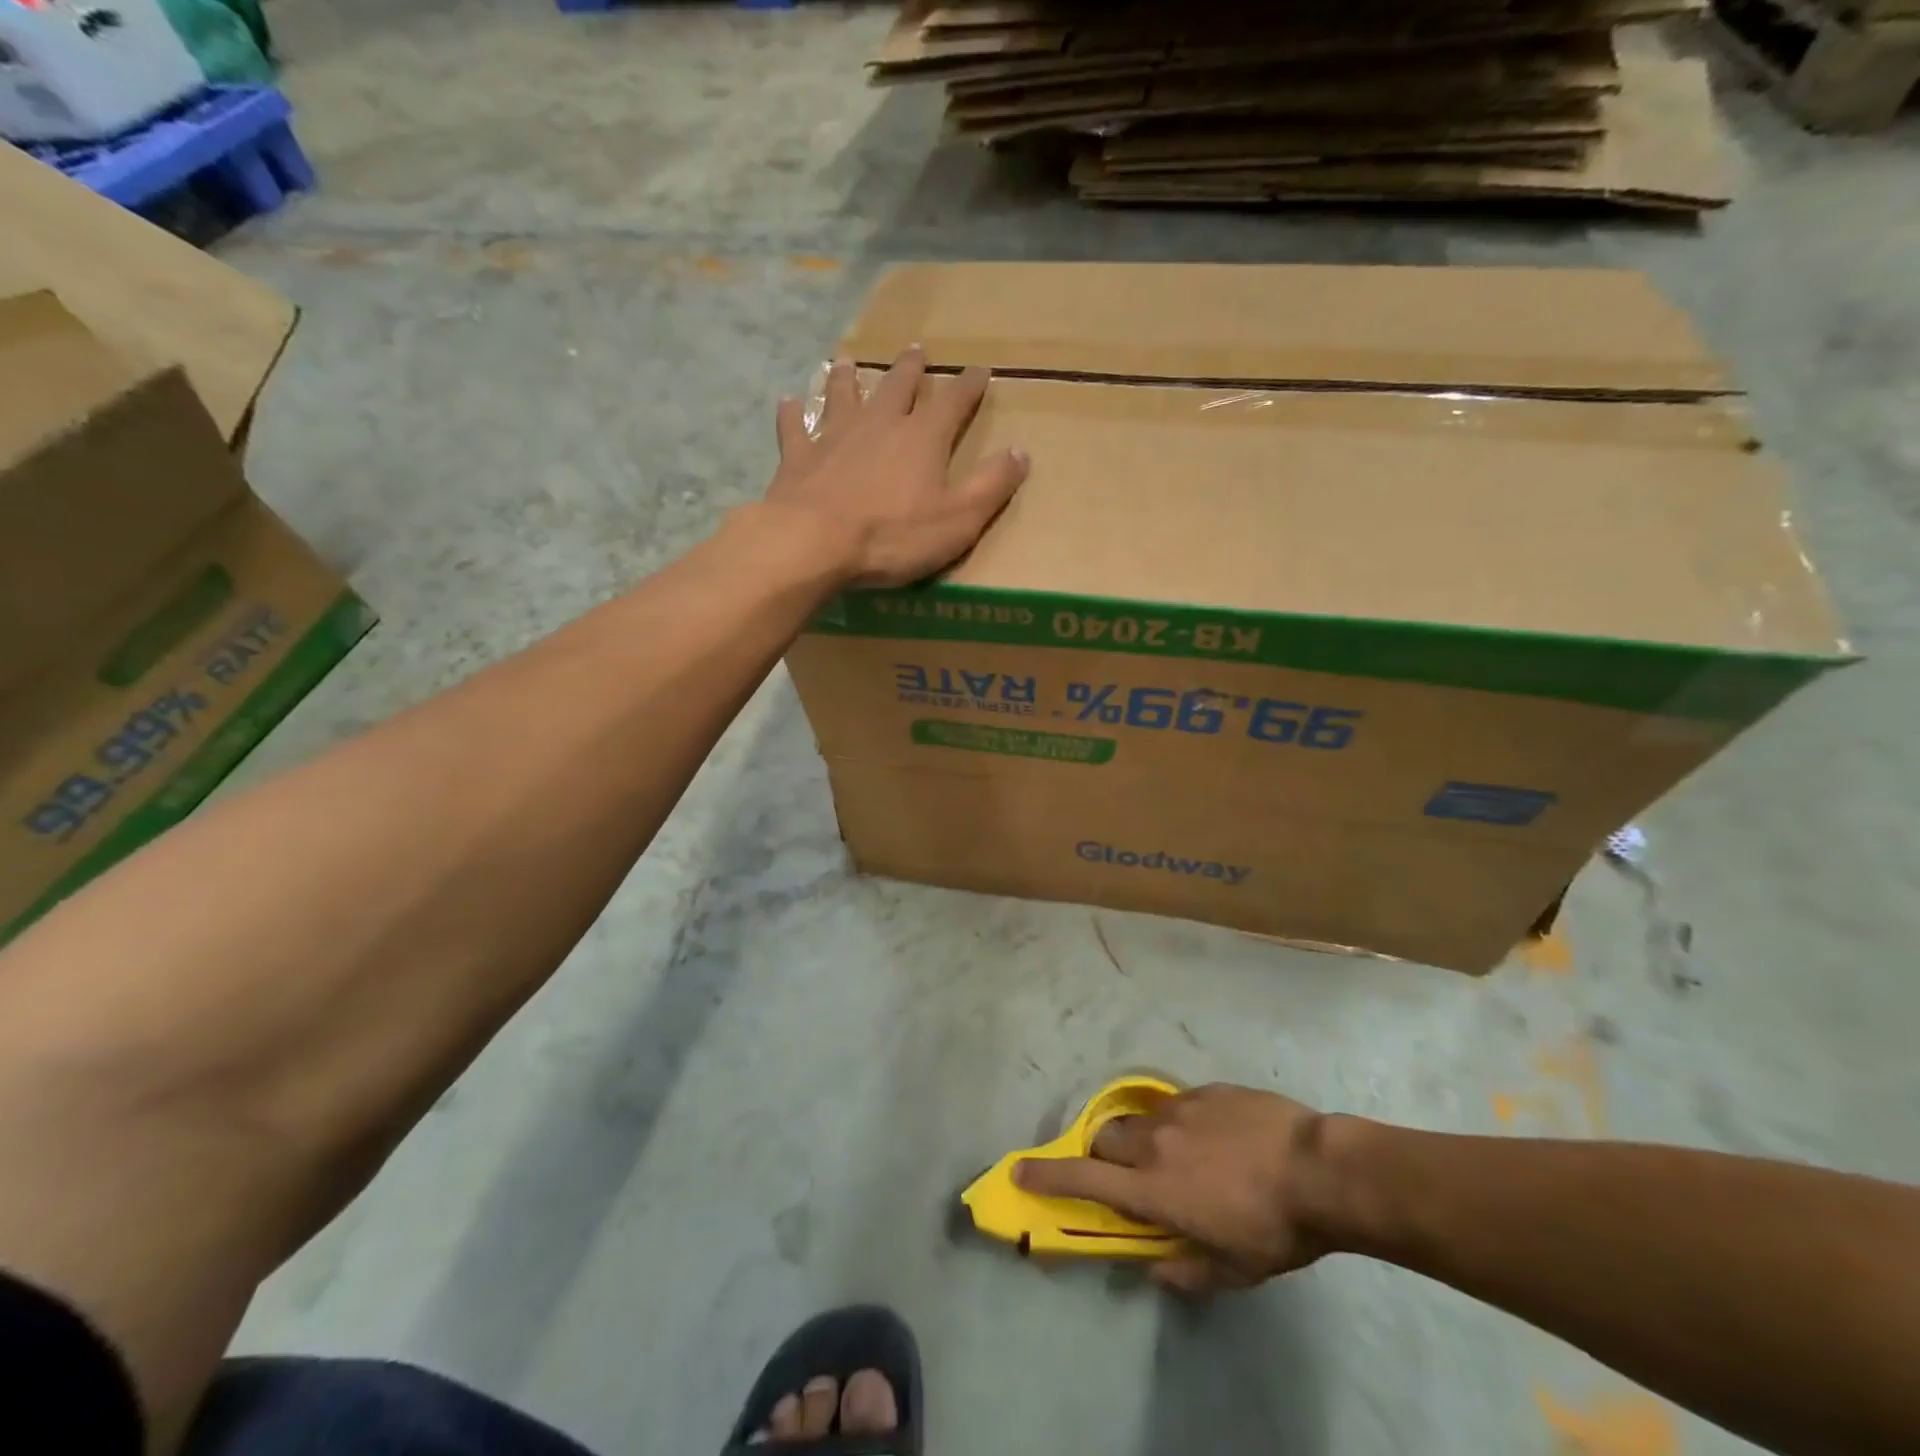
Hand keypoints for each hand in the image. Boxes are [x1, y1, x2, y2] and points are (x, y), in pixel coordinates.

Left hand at [766, 347, 1028, 587]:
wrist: (814, 542)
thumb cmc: (892, 535)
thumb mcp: (958, 519)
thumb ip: (991, 485)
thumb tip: (1021, 452)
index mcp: (923, 438)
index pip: (954, 401)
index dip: (969, 385)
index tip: (981, 370)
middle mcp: (880, 423)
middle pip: (898, 386)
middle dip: (911, 368)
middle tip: (915, 350)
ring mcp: (835, 435)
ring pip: (844, 395)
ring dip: (849, 377)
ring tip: (849, 360)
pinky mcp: (799, 456)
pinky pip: (796, 427)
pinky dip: (793, 413)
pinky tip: (789, 402)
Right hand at [1015, 1083, 1335, 1292]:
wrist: (1319, 1169)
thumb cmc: (1274, 1228)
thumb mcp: (1234, 1269)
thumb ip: (1187, 1271)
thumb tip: (1155, 1270)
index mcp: (1154, 1188)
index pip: (1085, 1180)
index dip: (1048, 1175)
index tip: (1019, 1169)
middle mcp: (1155, 1142)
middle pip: (1105, 1139)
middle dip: (1105, 1156)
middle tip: (1130, 1176)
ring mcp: (1179, 1110)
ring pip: (1139, 1119)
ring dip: (1144, 1139)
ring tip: (1179, 1156)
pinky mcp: (1205, 1090)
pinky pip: (1176, 1105)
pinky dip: (1180, 1123)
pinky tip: (1214, 1137)